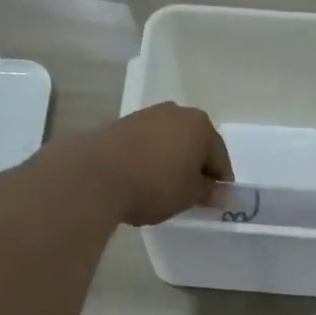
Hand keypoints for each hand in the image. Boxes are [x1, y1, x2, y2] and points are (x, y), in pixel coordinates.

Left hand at [64, 104, 233, 226]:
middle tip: (190, 194)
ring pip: (170, 141)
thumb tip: (219, 193)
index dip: (219, 182)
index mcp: (201, 126)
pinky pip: (147, 143)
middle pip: (195, 144)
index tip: (213, 202)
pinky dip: (150, 158)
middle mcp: (177, 112)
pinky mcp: (122, 123)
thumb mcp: (188, 195)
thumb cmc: (154, 184)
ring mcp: (147, 115)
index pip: (220, 158)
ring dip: (171, 161)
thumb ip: (208, 192)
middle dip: (195, 167)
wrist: (96, 175)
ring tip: (162, 187)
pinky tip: (141, 177)